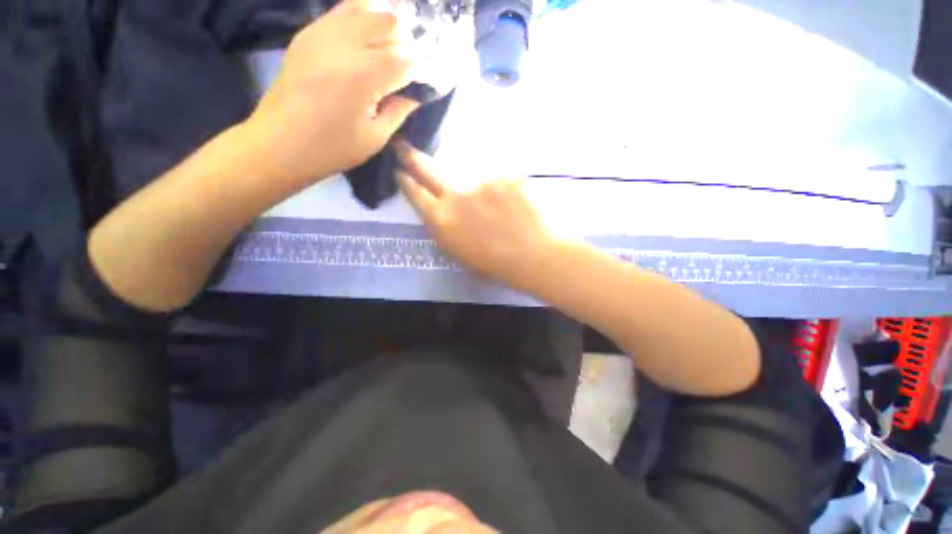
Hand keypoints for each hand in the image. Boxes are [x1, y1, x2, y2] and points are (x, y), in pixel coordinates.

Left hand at [246, 0, 419, 186]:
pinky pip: (341, 12)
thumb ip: (399, 111)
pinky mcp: (308, 33)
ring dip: (383, 25)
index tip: (422, 84)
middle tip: (405, 68)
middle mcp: (346, 44)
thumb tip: (415, 95)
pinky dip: (360, 20)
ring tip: (387, 50)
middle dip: (405, 43)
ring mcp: (323, 33)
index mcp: (365, 75)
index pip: (406, 59)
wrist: (279, 142)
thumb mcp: (375, 138)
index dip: (420, 71)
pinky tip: (364, 41)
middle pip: (389, 22)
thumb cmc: (332, 148)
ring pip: (365, 7)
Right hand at [394, 140, 554, 290]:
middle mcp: (455, 195)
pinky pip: (495, 175)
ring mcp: (480, 180)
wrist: (533, 254)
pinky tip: (511, 201)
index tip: (400, 171)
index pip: (415, 194)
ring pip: (465, 170)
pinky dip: (499, 185)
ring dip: (471, 181)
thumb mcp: (457, 252)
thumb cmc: (494, 263)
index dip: (406, 181)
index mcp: (441, 220)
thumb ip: (443, 228)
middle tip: (403, 146)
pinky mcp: (503, 173)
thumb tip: (436, 211)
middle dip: (412, 157)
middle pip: (428, 169)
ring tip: (487, 199)